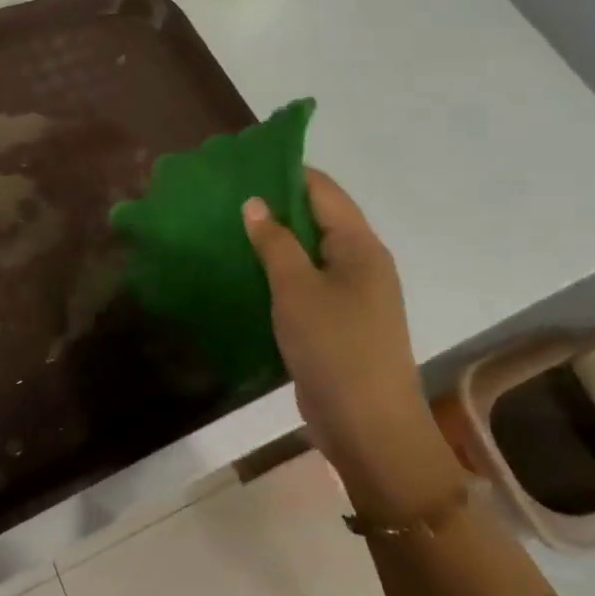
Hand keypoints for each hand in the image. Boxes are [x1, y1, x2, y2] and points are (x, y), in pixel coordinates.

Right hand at [243, 170, 458, 514]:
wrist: (369, 429)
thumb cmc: (335, 348)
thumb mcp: (297, 289)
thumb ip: (275, 242)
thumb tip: (255, 203)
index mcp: (360, 246)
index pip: (323, 190)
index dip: (286, 173)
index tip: (243, 166)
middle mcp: (360, 263)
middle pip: (316, 219)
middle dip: (274, 207)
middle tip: (226, 198)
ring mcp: (350, 295)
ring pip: (308, 254)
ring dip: (273, 242)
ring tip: (227, 229)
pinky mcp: (336, 323)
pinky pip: (305, 284)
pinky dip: (278, 274)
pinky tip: (244, 273)